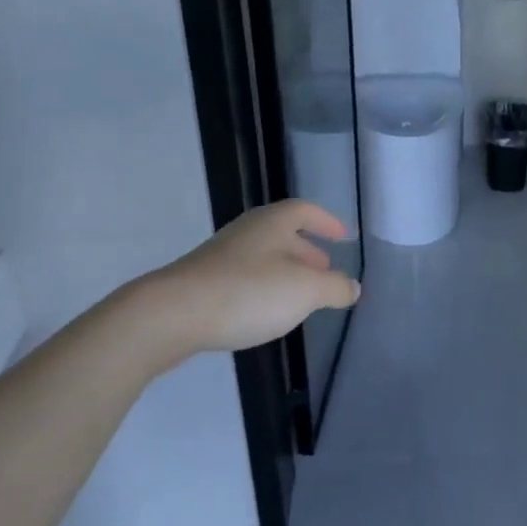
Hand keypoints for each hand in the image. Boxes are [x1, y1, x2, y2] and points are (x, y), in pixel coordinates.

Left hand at [144, 200, 360, 355]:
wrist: (172, 315)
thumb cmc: (248, 292)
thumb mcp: (305, 291)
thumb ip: (335, 288)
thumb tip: (353, 287)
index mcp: (273, 222)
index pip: (306, 211)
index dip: (327, 222)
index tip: (343, 237)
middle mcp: (247, 231)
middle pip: (284, 233)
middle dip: (308, 251)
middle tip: (326, 271)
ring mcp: (222, 256)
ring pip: (264, 257)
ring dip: (286, 272)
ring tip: (301, 297)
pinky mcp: (204, 281)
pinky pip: (245, 277)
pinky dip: (264, 288)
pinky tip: (266, 312)